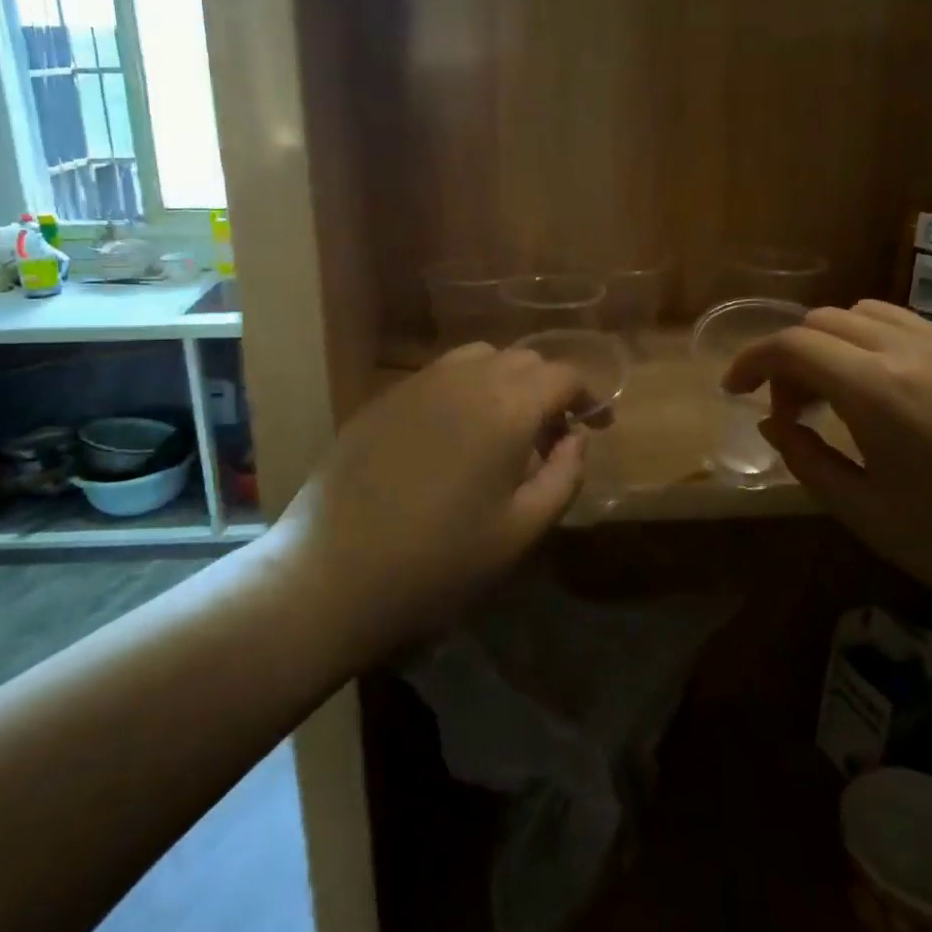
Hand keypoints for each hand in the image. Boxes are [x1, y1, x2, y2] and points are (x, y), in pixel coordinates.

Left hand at [282, 343, 600, 651]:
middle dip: (548, 389)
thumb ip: (564, 477)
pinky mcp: (384, 398)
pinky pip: (439, 376)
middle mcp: (463, 379)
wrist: (332, 572)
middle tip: (551, 438)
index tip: (598, 426)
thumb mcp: (520, 531)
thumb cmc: (439, 562)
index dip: (588, 396)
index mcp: (505, 407)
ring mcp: (417, 384)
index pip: (562, 375)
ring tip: (503, 432)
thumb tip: (577, 439)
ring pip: (478, 359)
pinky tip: (453, 437)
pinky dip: (464, 391)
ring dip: (505, 383)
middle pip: (522, 360)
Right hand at [722, 301, 931, 637]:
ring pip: (869, 314)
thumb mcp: (866, 513)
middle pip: (825, 320)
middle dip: (790, 356)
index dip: (751, 361)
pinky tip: (888, 395)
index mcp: (877, 390)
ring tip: (834, 394)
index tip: (733, 389)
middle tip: (790, 409)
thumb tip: (772, 422)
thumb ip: (806, 457)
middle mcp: (913, 351)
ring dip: (833, 342)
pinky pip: (913, 328)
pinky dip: (875, 344)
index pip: (791, 345)